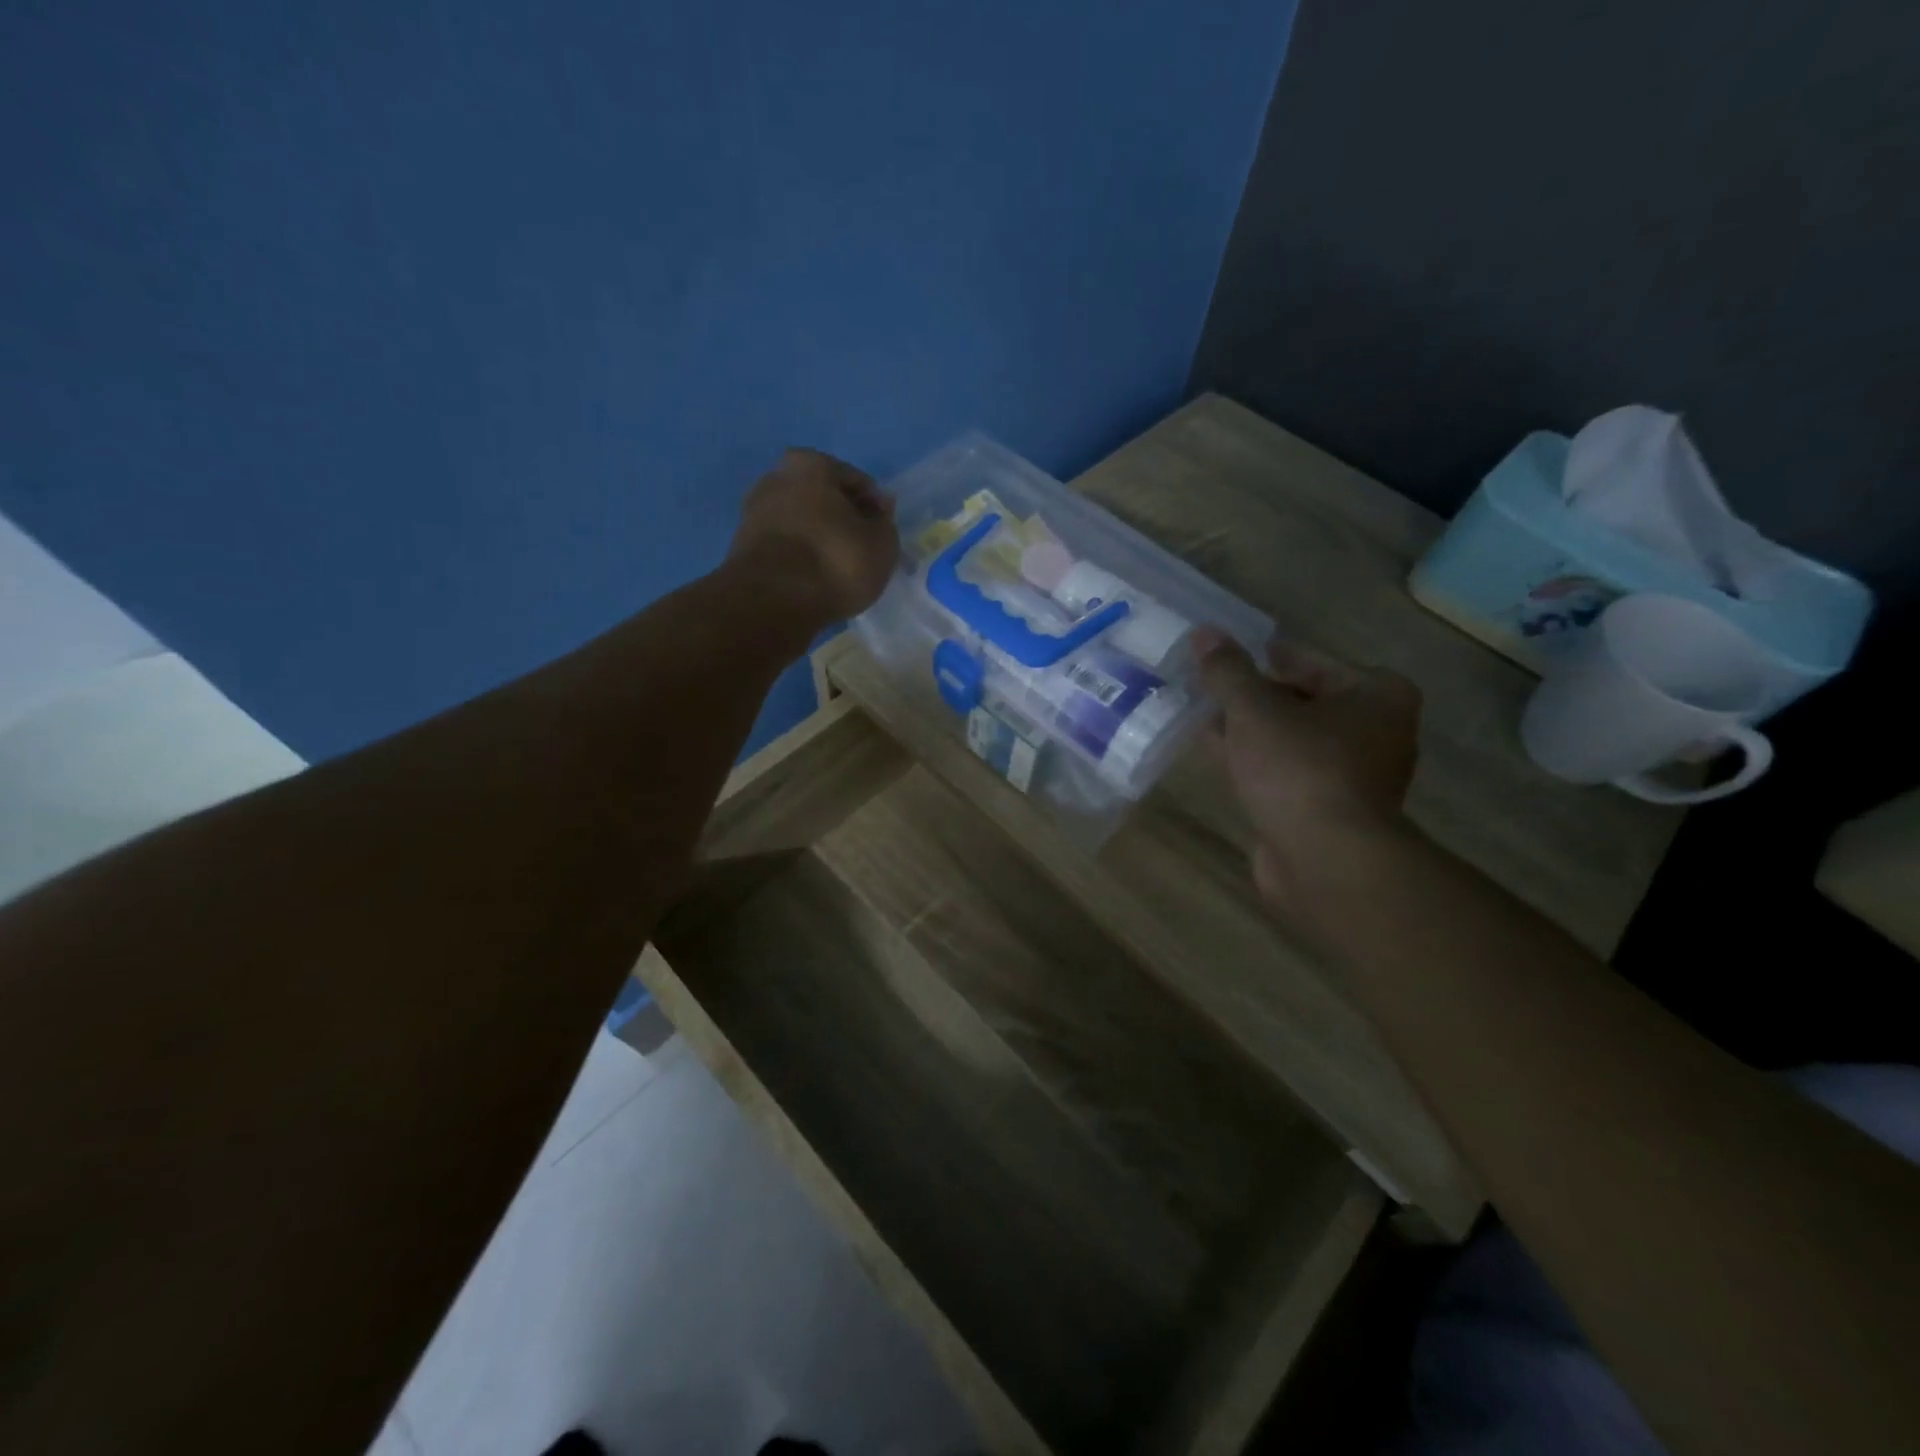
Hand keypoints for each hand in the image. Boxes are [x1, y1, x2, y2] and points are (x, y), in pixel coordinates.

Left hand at [727, 448, 898, 622]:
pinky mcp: (743, 547)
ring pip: (803, 523)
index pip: (856, 481)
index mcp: (811, 464)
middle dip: (844, 521)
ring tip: (841, 570)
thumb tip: (878, 512)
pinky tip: (816, 579)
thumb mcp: (882, 544)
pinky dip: (802, 557)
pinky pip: (786, 546)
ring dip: (822, 540)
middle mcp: (776, 478)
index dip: (875, 508)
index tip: (884, 534)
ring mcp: (754, 512)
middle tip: (864, 551)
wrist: (772, 603)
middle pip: (824, 499)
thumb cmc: (835, 562)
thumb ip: (885, 524)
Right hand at [1194, 627, 1422, 903]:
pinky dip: (1258, 764)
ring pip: (1293, 742)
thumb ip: (1228, 671)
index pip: (1314, 663)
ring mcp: (1356, 777)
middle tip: (1213, 690)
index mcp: (1377, 695)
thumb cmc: (1300, 768)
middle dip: (1258, 699)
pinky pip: (1287, 774)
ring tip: (1207, 721)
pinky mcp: (1331, 812)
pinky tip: (1220, 760)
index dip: (1270, 659)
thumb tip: (1204, 632)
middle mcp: (1378, 732)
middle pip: (1305, 703)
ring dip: (1254, 733)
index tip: (1232, 659)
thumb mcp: (1254, 709)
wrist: (1326, 859)